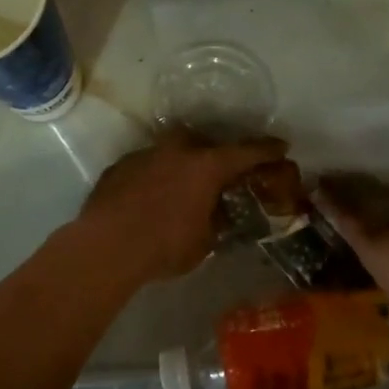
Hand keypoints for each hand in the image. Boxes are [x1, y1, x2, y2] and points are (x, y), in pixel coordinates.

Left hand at [77, 128, 291, 285]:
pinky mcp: (120, 166)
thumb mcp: (204, 241)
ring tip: (183, 186)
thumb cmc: (164, 246)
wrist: (106, 247)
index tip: (281, 148)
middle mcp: (177, 150)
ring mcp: (145, 154)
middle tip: (221, 171)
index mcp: (206, 166)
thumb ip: (217, 221)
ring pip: (171, 151)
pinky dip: (155, 176)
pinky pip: (146, 165)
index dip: (267, 150)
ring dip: (182, 163)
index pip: (246, 152)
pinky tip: (151, 197)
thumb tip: (221, 215)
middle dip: (216, 153)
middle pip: (204, 142)